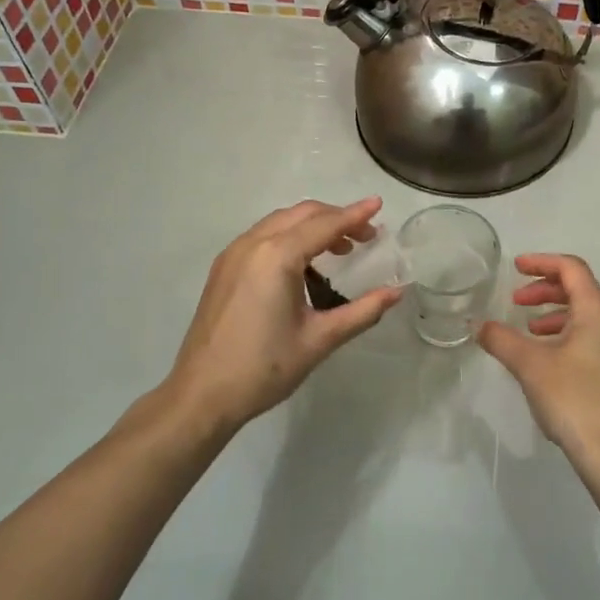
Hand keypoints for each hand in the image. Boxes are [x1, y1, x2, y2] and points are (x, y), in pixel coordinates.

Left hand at [164, 198, 401, 432]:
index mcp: (277, 256)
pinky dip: (290, 236)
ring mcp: (233, 253)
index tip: (378, 204)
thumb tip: (397, 293)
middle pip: (302, 214)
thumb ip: (362, 311)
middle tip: (366, 237)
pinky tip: (303, 262)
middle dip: (336, 218)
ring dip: (312, 225)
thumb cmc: (264, 367)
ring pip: (280, 222)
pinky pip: (263, 236)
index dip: (355, 215)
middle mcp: (253, 244)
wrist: (202, 394)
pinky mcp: (223, 267)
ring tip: (339, 248)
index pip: (325, 225)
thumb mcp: (320, 340)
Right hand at [478, 253, 599, 463]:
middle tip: (516, 301)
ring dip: (555, 315)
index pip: (571, 269)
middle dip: (545, 290)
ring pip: (586, 316)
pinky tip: (547, 358)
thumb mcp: (529, 365)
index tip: (515, 267)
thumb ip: (501, 339)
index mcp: (598, 311)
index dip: (541, 262)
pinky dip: (567, 334)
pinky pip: (592, 338)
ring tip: (529, 330)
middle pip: (580, 290)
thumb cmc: (572, 397)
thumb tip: (479, 326)